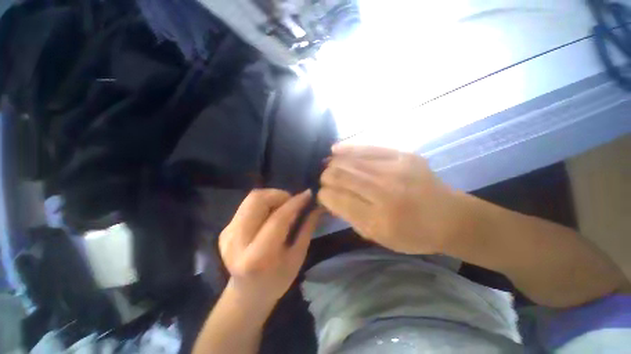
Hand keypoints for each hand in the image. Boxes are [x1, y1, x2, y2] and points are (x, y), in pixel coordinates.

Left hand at [219, 189, 319, 305]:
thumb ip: (307, 228)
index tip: (308, 194)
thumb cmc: (277, 280)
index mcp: (257, 257)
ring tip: (283, 207)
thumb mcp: (297, 257)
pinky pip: (248, 205)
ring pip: (251, 198)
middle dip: (279, 195)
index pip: (278, 219)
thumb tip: (316, 206)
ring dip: (272, 197)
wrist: (247, 294)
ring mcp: (227, 234)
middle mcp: (237, 242)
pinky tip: (271, 214)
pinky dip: (264, 203)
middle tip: (292, 202)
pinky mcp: (225, 229)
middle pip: (257, 200)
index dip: (295, 203)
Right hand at [318, 145, 460, 254]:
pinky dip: (348, 148)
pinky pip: (368, 147)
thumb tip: (330, 199)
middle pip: (341, 177)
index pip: (337, 199)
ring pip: (350, 161)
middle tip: (323, 180)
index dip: (324, 195)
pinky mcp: (403, 155)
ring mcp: (395, 170)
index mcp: (378, 219)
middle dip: (326, 177)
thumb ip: (351, 217)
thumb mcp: (378, 237)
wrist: (451, 217)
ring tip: (327, 166)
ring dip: (333, 164)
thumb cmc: (413, 235)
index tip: (321, 194)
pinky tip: (335, 150)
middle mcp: (385, 192)